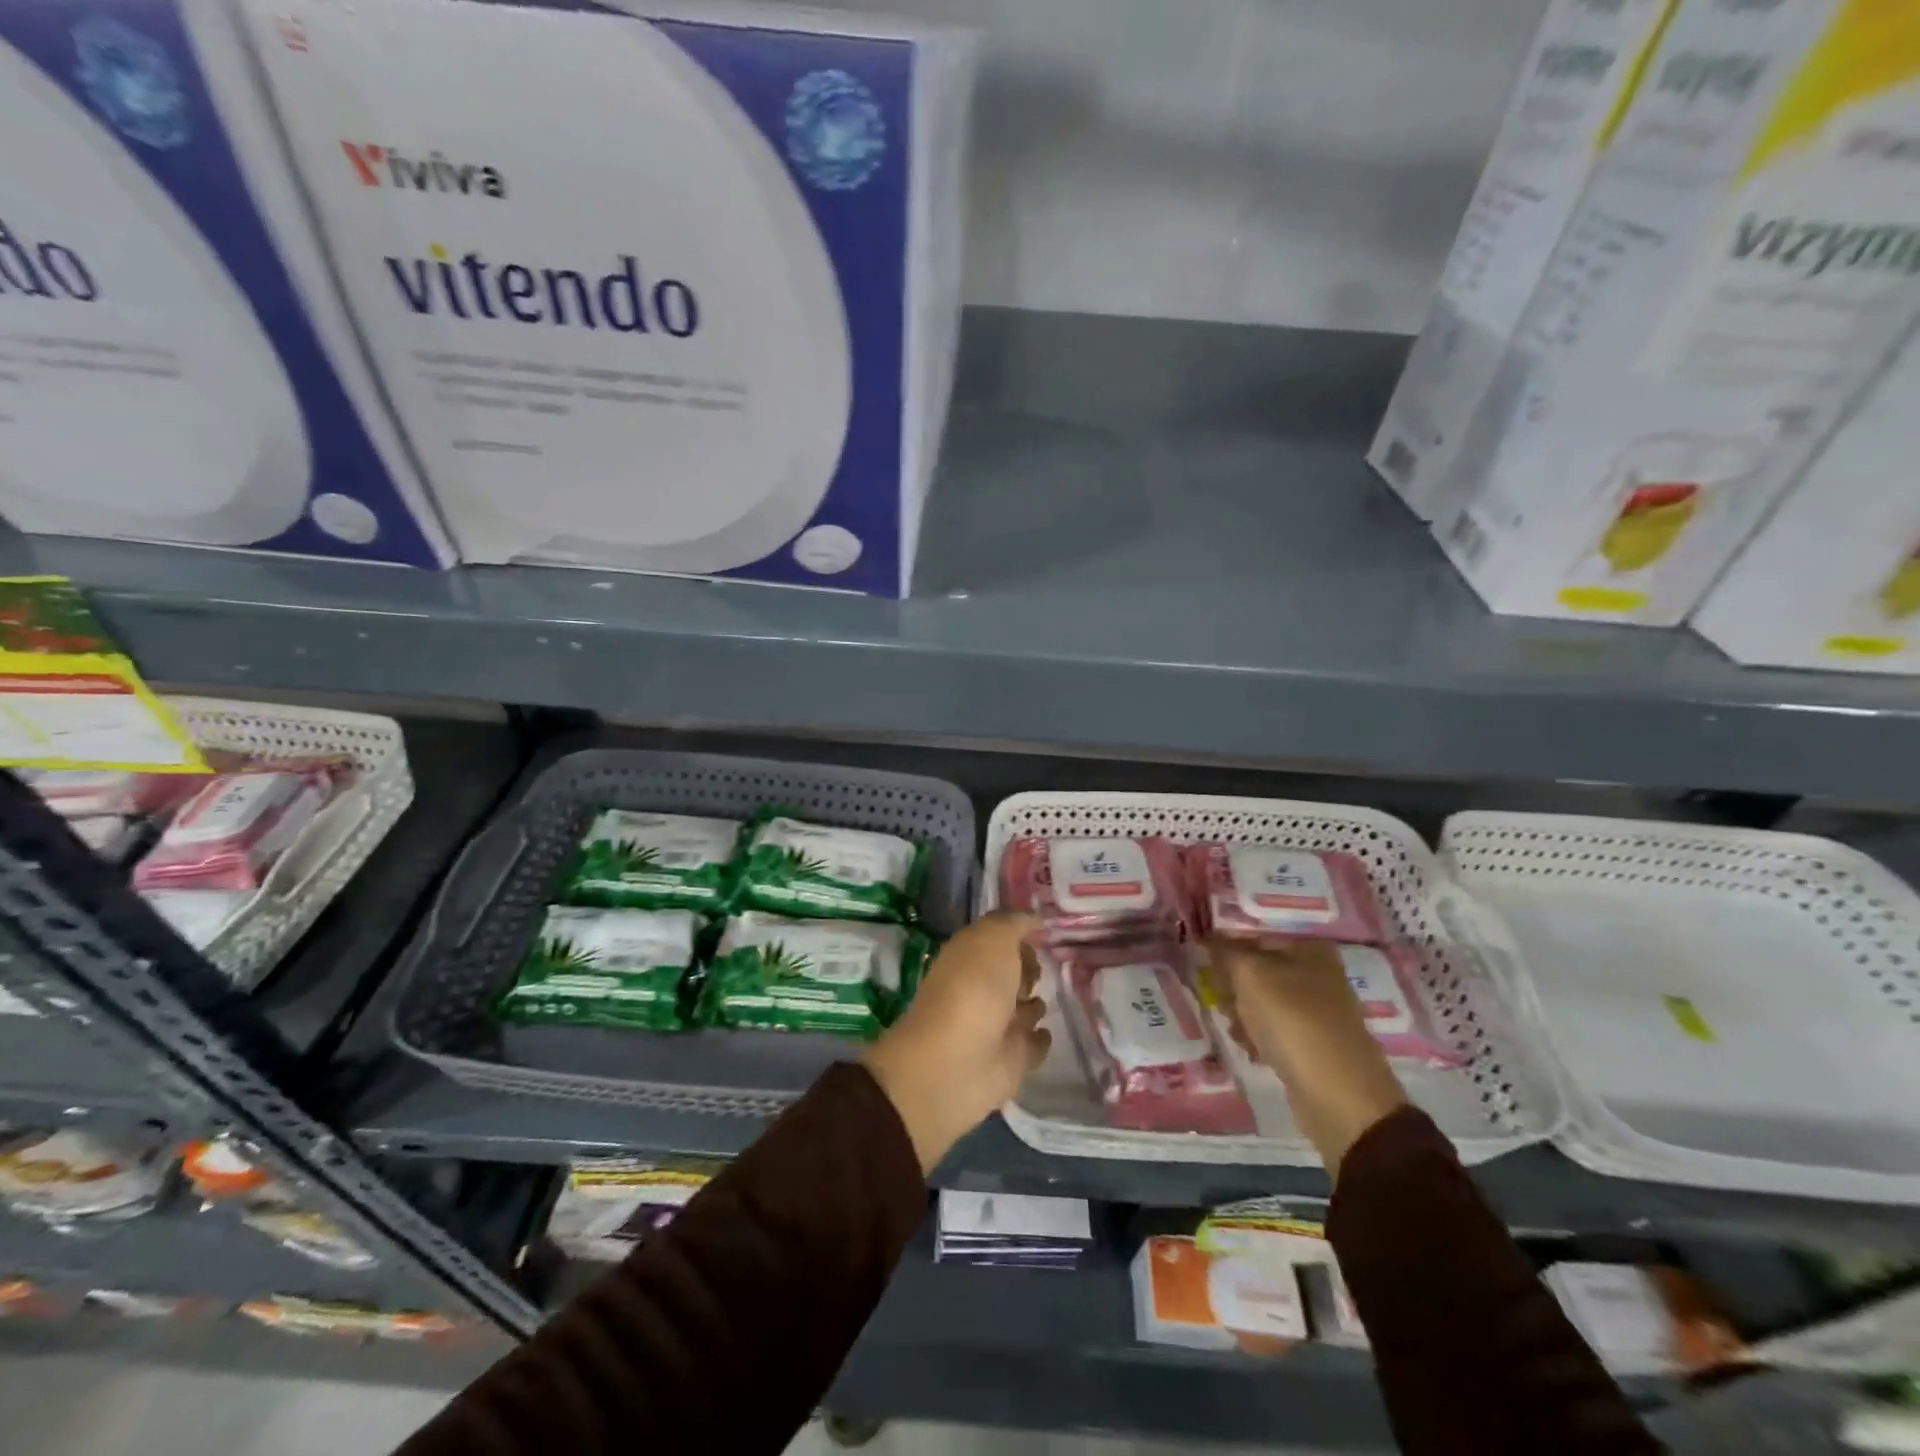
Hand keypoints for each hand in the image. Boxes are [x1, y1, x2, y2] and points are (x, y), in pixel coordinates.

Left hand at [864, 913, 1050, 1173]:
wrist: (958, 1062)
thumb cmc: (974, 988)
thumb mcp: (992, 939)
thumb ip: (1013, 924)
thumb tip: (1032, 918)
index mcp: (970, 957)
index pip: (998, 939)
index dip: (1017, 935)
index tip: (1043, 932)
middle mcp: (982, 988)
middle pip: (1012, 974)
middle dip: (1028, 969)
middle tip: (1040, 971)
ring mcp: (997, 1026)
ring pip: (1024, 1008)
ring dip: (1034, 1004)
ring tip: (1040, 1000)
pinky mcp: (1012, 1060)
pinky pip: (1033, 1043)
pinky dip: (1040, 1038)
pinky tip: (1046, 1032)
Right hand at [1210, 938, 1407, 1179]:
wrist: (1340, 1097)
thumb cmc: (1294, 1022)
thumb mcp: (1251, 976)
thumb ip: (1225, 952)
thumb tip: (1206, 939)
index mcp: (1309, 948)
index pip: (1254, 935)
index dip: (1224, 947)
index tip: (1200, 962)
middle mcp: (1317, 973)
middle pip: (1258, 968)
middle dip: (1232, 984)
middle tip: (1219, 999)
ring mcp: (1317, 1010)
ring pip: (1263, 1000)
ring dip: (1241, 1012)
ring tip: (1234, 1027)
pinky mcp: (1313, 1043)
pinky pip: (1274, 1029)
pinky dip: (1258, 1036)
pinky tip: (1248, 1048)